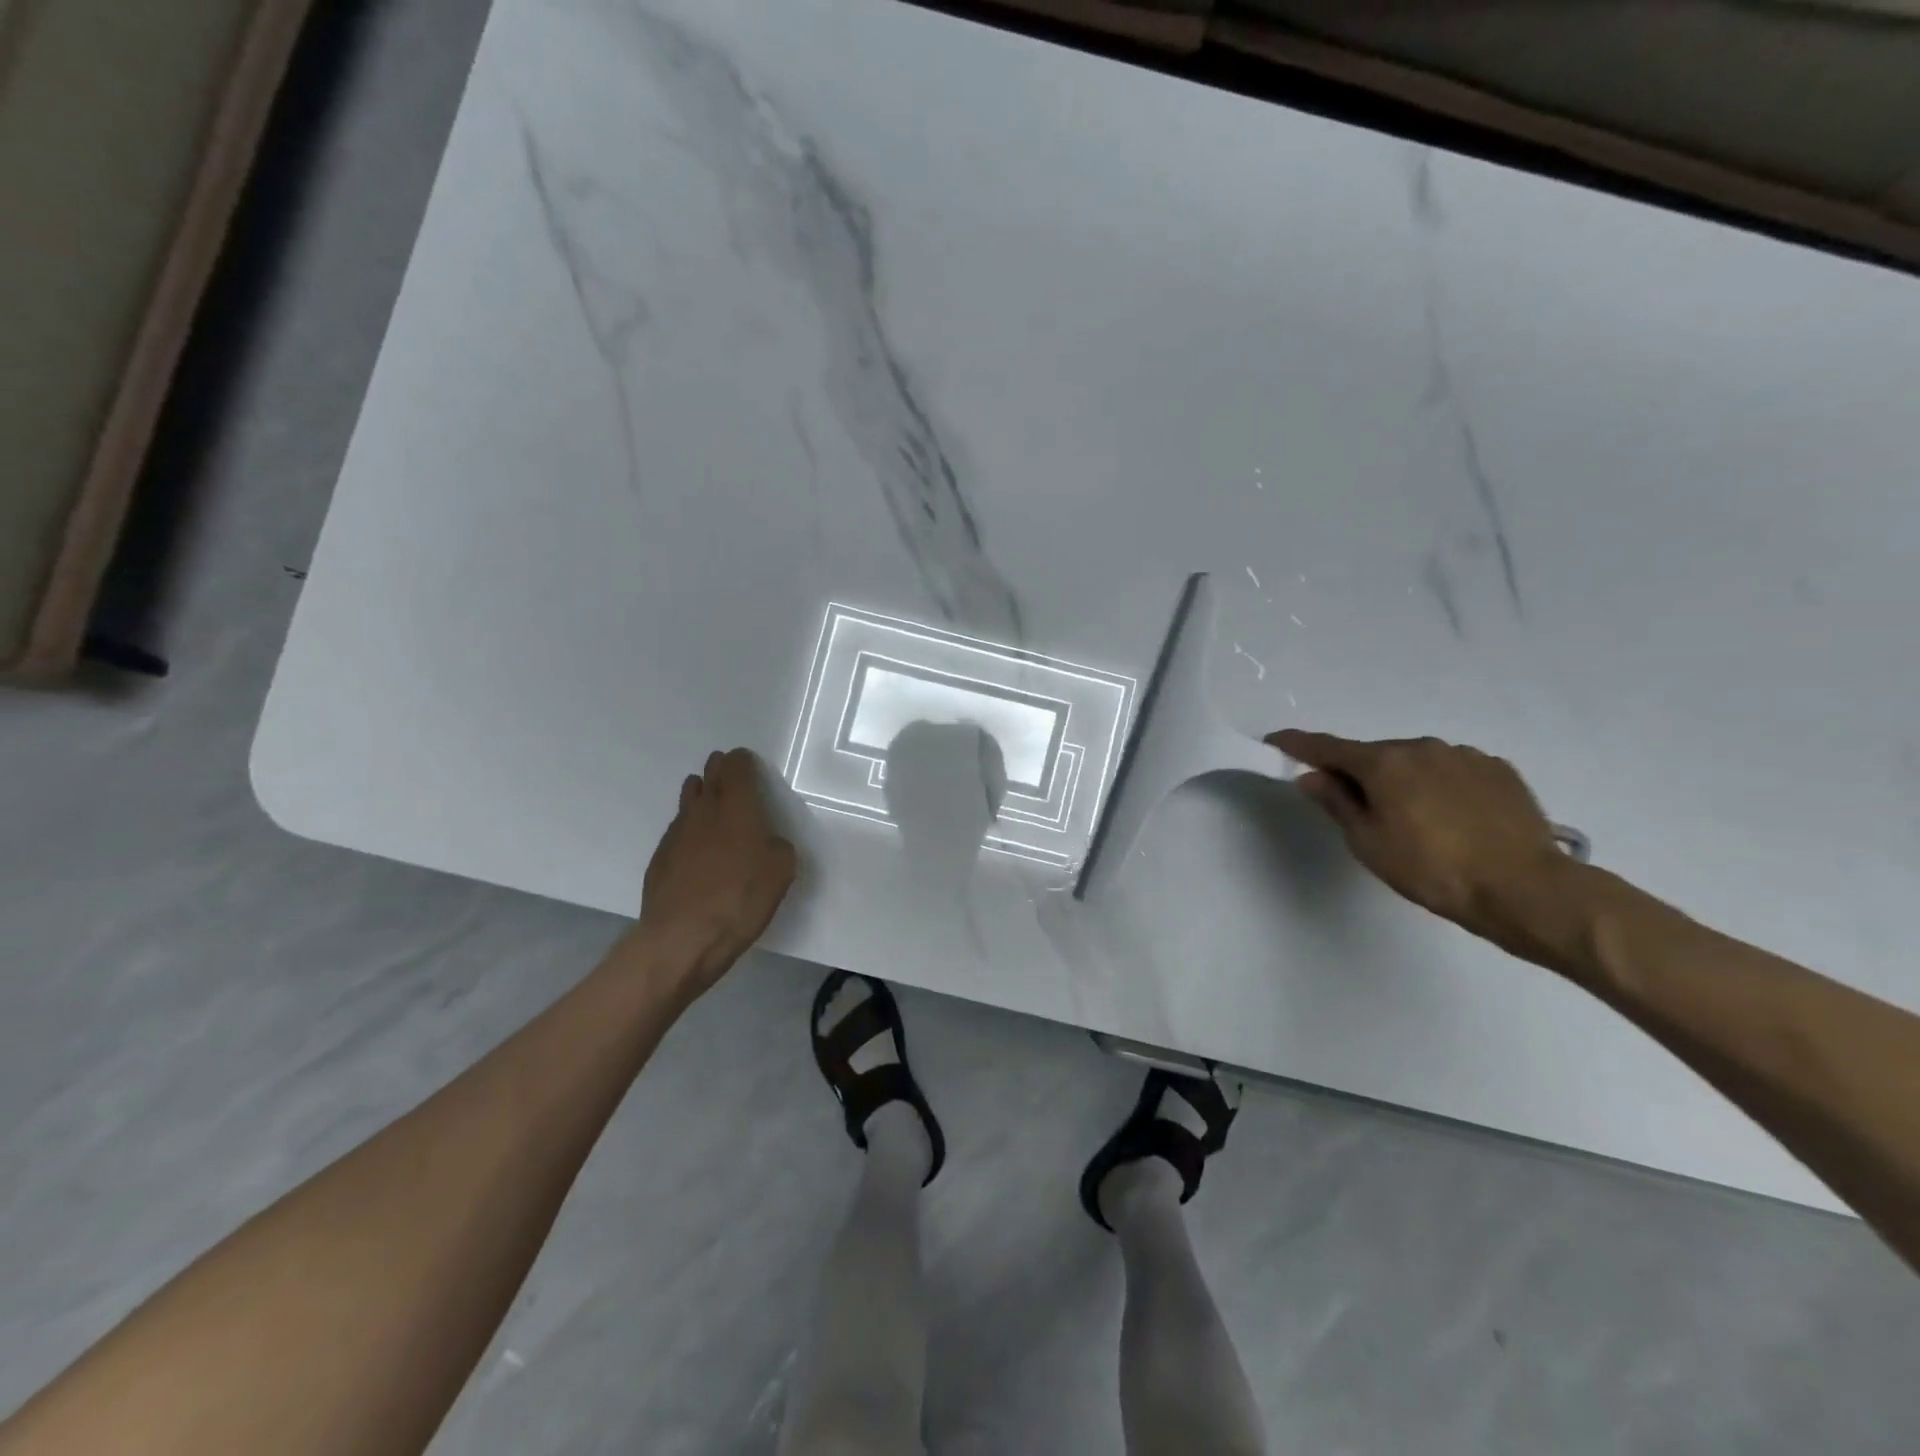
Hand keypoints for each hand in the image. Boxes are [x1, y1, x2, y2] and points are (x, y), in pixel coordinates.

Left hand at [633, 748, 797, 993]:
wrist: (682, 938)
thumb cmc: (740, 899)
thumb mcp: (781, 872)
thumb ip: (778, 847)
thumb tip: (768, 843)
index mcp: (737, 807)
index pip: (737, 766)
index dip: (744, 761)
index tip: (749, 764)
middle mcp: (703, 811)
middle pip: (710, 775)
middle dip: (720, 770)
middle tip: (729, 775)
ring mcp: (676, 833)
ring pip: (688, 799)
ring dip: (701, 795)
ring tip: (711, 803)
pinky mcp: (660, 858)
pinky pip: (678, 830)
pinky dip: (689, 829)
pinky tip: (696, 848)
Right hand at [1269, 729, 1576, 956]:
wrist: (1525, 889)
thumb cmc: (1432, 870)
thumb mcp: (1368, 843)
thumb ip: (1336, 803)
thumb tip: (1312, 776)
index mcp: (1383, 762)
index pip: (1325, 747)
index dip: (1296, 744)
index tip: (1275, 742)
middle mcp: (1421, 747)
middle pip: (1374, 755)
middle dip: (1359, 773)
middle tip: (1358, 810)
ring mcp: (1464, 755)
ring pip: (1415, 761)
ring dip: (1402, 780)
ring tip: (1414, 820)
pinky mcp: (1497, 770)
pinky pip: (1451, 770)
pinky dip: (1438, 785)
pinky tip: (1451, 818)